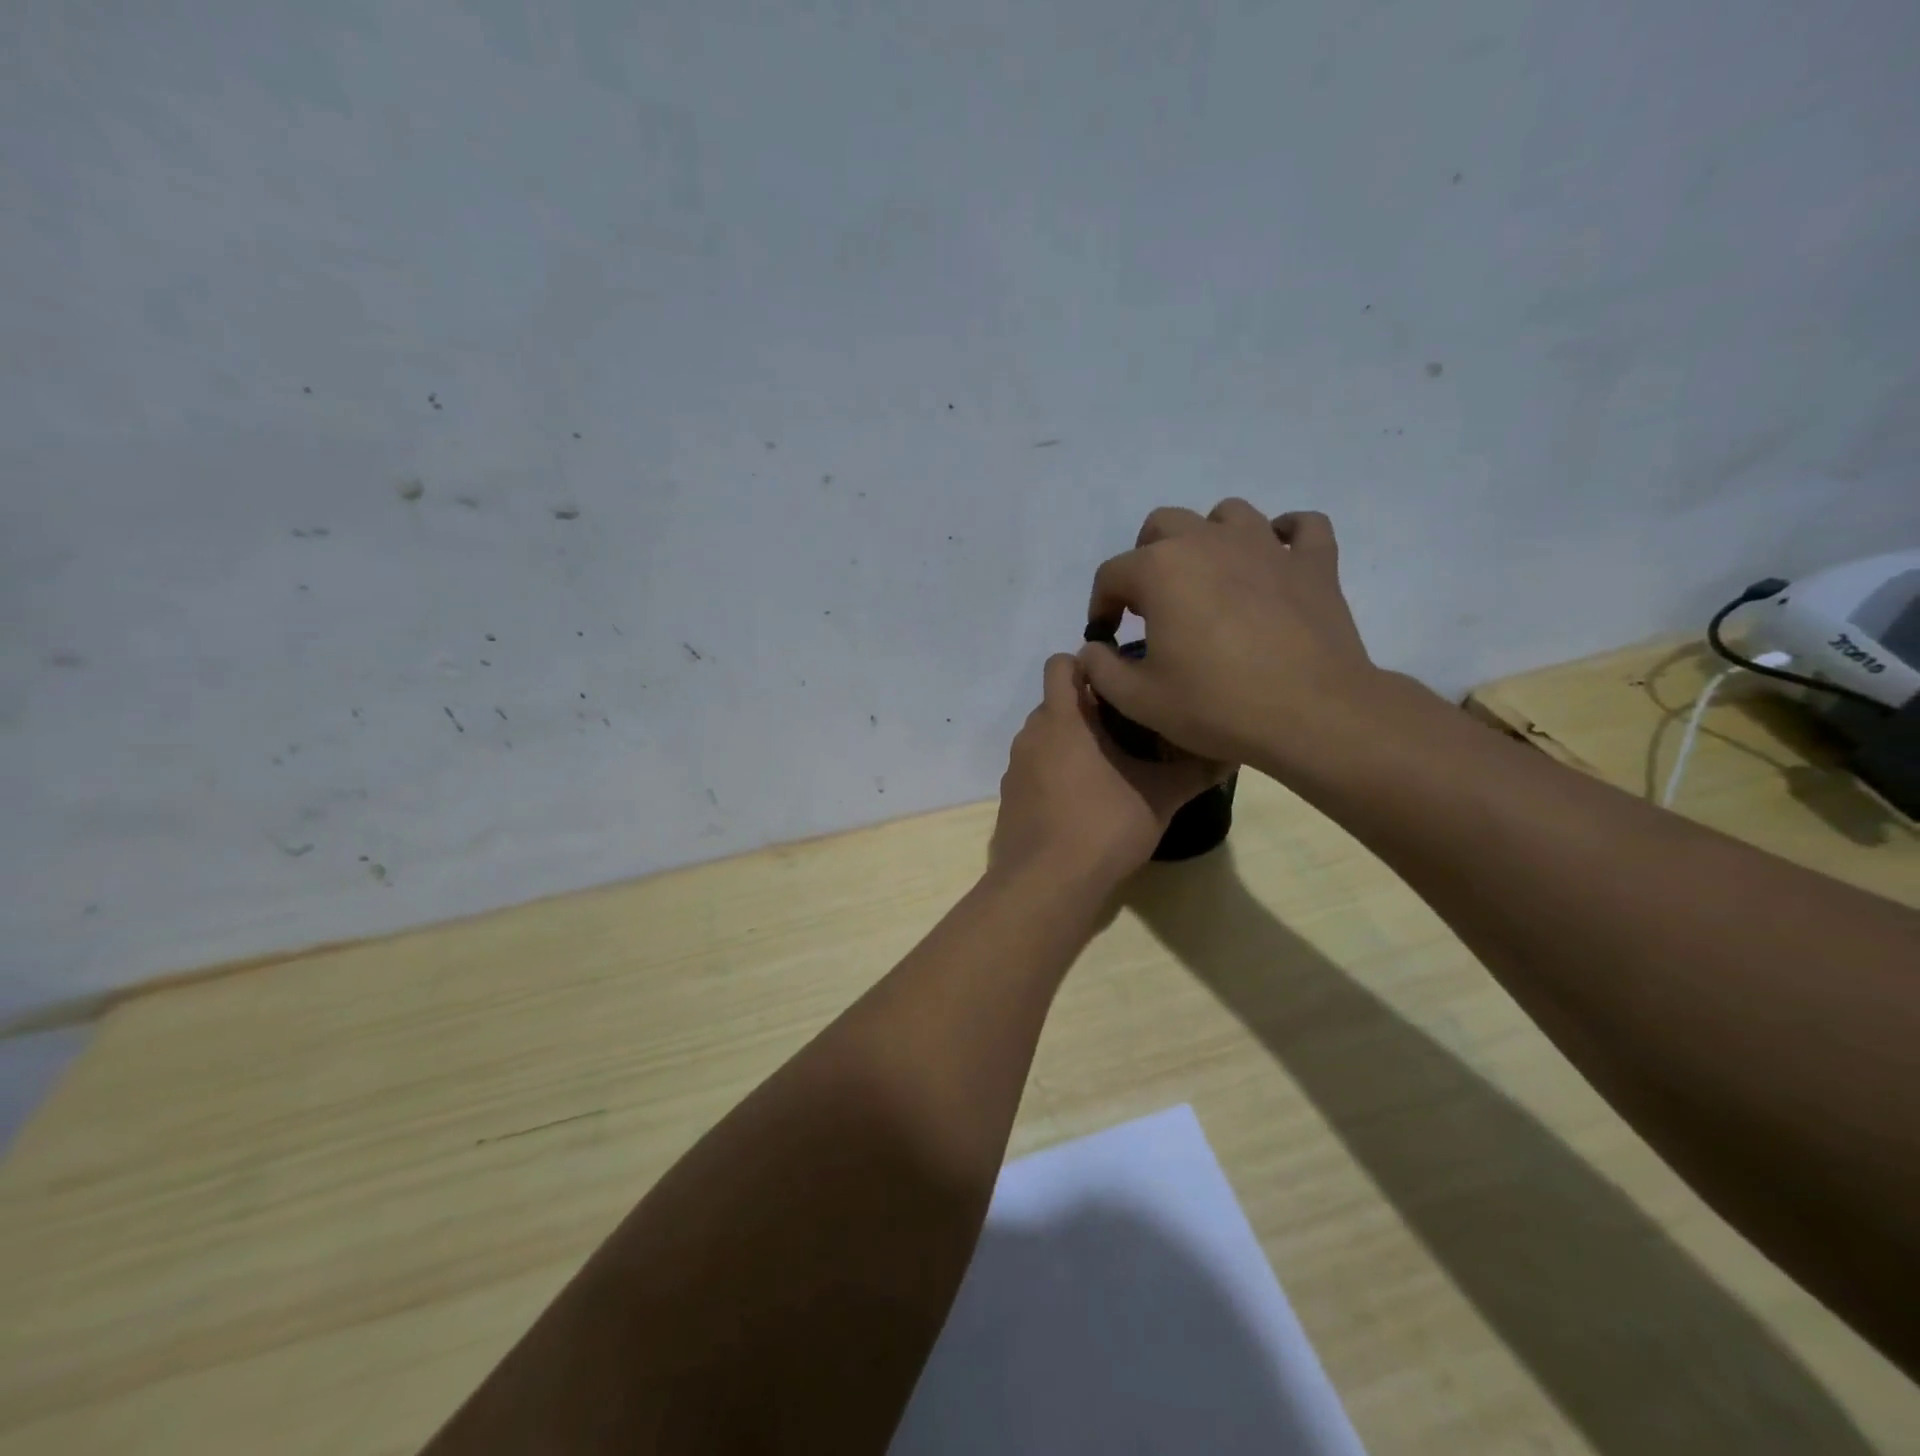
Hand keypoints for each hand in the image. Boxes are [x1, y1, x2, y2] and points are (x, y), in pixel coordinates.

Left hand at [990, 655, 1222, 892]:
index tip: (1121, 683)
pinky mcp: (1009, 797)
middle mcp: (1030, 735)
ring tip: (1110, 766)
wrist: (1046, 884)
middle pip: (1056, 702)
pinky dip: (1055, 772)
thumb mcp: (1159, 797)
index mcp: (1061, 719)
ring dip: (1072, 742)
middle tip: (1128, 729)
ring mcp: (1014, 768)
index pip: (1061, 664)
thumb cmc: (1104, 826)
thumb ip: (1193, 771)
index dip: (1089, 665)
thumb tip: (1231, 754)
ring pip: (1045, 737)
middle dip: (1088, 708)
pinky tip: (1082, 801)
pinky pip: (1034, 768)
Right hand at [1078, 501, 1380, 778]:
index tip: (1108, 638)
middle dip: (1147, 559)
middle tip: (1153, 604)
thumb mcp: (1138, 699)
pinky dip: (1284, 536)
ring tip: (1209, 578)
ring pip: (1227, 514)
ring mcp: (1266, 545)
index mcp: (1160, 569)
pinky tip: (1275, 560)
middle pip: (1162, 525)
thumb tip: (1093, 649)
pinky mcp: (1313, 562)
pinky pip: (1301, 527)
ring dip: (1209, 538)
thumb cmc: (1215, 705)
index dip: (1101, 606)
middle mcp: (1208, 541)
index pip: (1111, 574)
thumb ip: (1100, 669)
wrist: (1311, 715)